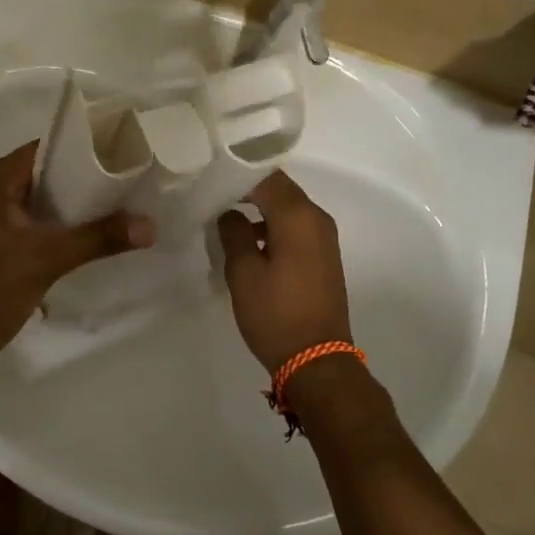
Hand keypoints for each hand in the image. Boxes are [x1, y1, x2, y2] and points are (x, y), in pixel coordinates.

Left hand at [0, 141, 152, 388]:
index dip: (86, 149)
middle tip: (135, 181)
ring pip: (47, 204)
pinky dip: (68, 230)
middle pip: (50, 176)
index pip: (47, 149)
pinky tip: (101, 237)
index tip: (127, 152)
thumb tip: (150, 225)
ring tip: (127, 206)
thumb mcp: (44, 259)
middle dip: (89, 180)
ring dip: (81, 208)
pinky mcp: (3, 249)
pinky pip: (42, 227)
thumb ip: (98, 238)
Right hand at [216, 170, 352, 374]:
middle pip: (280, 189)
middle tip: (213, 194)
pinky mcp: (323, 256)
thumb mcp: (244, 272)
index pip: (266, 177)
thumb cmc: (276, 314)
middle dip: (248, 189)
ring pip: (288, 208)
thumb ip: (234, 233)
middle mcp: (317, 219)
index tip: (210, 179)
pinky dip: (274, 225)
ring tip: (225, 216)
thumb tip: (229, 212)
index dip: (237, 174)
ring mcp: (324, 238)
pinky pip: (296, 227)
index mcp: (298, 216)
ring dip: (260, 208)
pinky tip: (250, 240)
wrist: (317, 360)